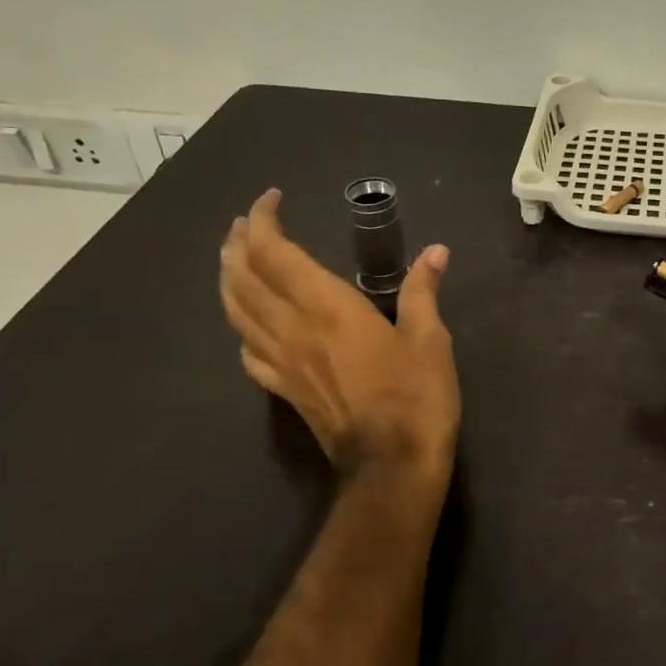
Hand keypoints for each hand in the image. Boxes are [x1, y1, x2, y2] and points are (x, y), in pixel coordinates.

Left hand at [219, 189, 459, 478]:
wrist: (392, 467)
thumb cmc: (416, 398)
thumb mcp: (430, 340)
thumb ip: (422, 292)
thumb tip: (436, 252)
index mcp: (327, 308)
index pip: (275, 252)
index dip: (264, 220)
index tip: (272, 199)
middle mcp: (293, 330)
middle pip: (243, 278)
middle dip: (238, 244)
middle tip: (246, 224)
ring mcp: (282, 363)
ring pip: (236, 313)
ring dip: (229, 279)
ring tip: (234, 261)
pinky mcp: (284, 392)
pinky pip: (248, 353)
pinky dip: (242, 329)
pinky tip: (250, 326)